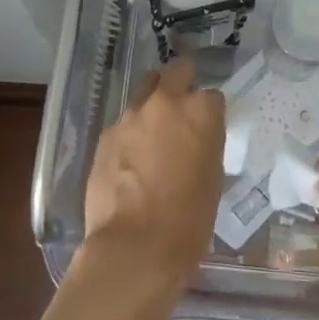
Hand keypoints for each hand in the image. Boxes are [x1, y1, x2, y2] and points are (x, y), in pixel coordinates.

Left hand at [76, 59, 223, 308]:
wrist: (135, 248)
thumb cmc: (188, 221)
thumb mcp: (212, 179)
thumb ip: (205, 144)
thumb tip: (195, 138)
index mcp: (200, 112)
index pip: (211, 95)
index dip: (209, 111)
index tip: (207, 126)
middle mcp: (165, 103)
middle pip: (175, 71)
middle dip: (180, 83)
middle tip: (181, 109)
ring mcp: (131, 116)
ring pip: (144, 93)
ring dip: (152, 107)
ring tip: (152, 138)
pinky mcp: (106, 134)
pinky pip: (123, 124)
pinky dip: (130, 135)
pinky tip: (130, 162)